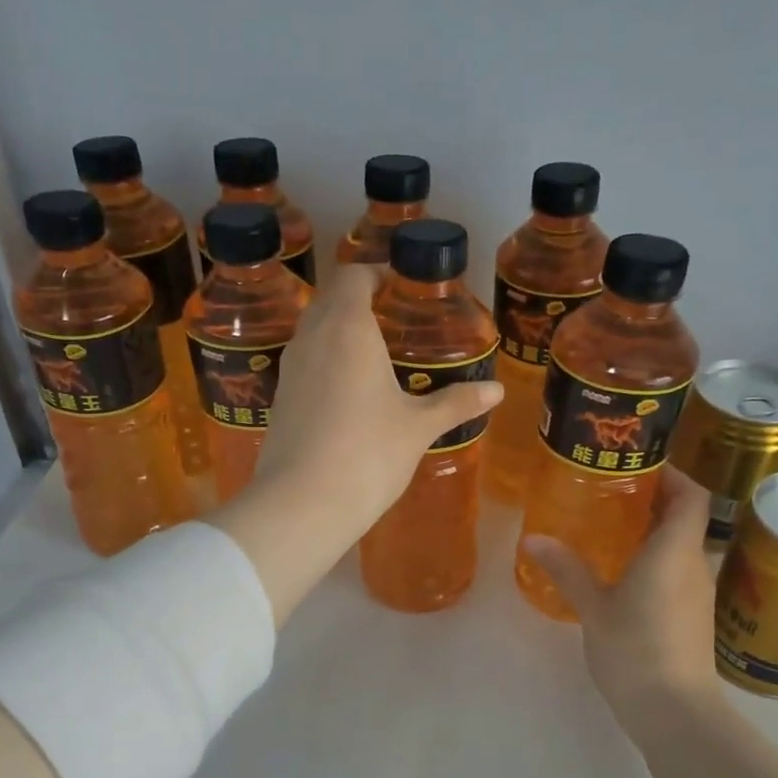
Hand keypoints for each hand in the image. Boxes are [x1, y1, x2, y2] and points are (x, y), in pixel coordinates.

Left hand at [253, 263, 502, 533]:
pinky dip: (326, 361)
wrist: (302, 504)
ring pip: (313, 330)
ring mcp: (290, 368)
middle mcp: (312, 337)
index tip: (399, 286)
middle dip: (359, 300)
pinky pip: (305, 362)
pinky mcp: (280, 398)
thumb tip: (497, 391)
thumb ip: (456, 403)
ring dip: (339, 331)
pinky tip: (349, 392)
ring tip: (374, 354)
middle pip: (331, 298)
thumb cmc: (367, 453)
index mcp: (348, 328)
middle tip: (394, 319)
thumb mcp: (418, 427)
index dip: (375, 273)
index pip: (353, 276)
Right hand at [524, 468, 721, 732]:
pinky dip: (655, 561)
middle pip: (685, 518)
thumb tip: (533, 539)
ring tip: (609, 529)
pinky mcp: (693, 617)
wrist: (674, 711)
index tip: (637, 466)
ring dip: (653, 533)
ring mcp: (697, 593)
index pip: (690, 495)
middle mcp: (695, 564)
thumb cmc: (635, 649)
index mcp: (675, 550)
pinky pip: (677, 572)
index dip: (672, 474)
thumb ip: (567, 569)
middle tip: (609, 493)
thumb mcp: (594, 607)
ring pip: (681, 547)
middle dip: (653, 501)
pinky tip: (621, 574)